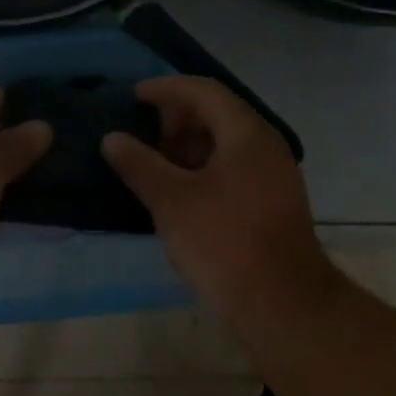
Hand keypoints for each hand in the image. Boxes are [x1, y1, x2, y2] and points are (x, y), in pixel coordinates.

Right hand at [101, 76, 324, 308]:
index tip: (132, 97)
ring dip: (186, 146)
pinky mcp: (270, 203)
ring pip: (224, 143)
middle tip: (141, 136)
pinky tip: (176, 192)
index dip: (165, 89)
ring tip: (152, 165)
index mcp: (246, 134)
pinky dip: (201, 168)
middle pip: (216, 113)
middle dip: (174, 119)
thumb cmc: (224, 243)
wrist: (283, 306)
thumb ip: (139, 164)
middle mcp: (265, 146)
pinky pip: (231, 168)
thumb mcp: (171, 201)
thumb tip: (112, 138)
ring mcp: (272, 175)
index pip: (203, 91)